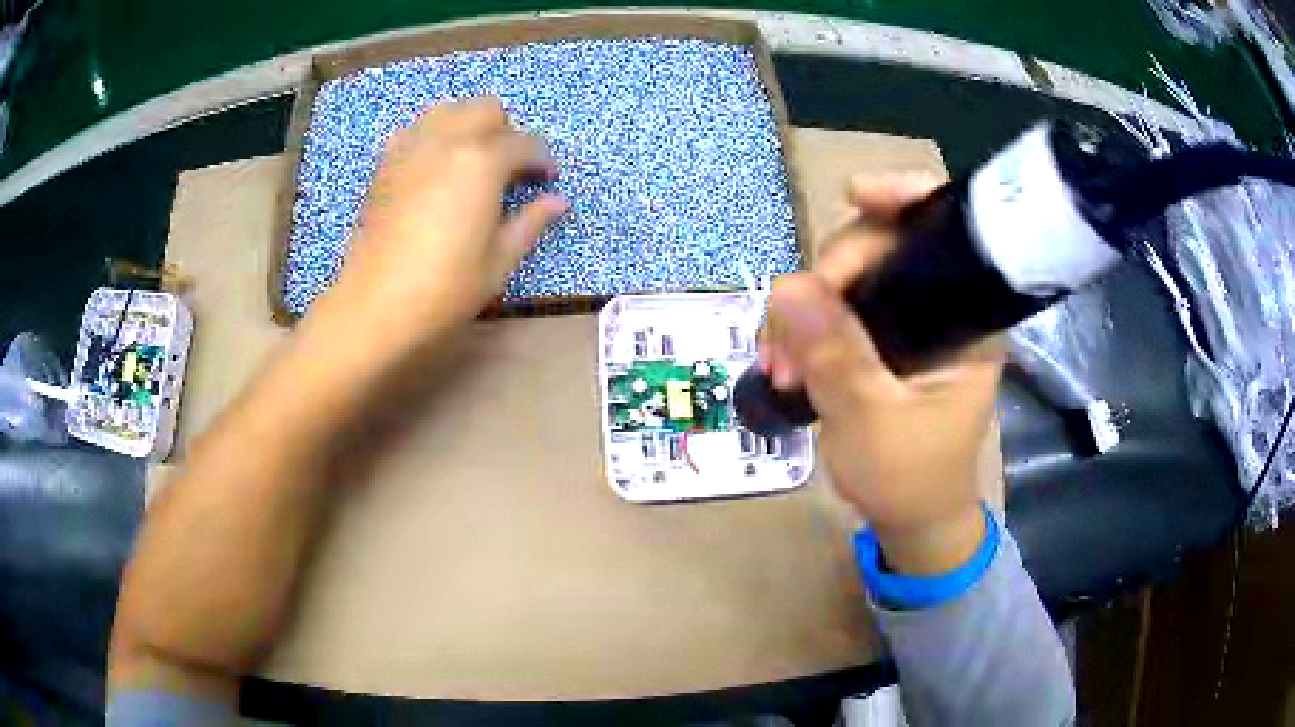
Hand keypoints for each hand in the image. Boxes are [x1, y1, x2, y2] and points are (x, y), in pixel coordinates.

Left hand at [310, 97, 568, 350]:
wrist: (375, 306)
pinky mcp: (385, 164)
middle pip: (485, 109)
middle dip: (505, 131)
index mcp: (482, 161)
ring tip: (471, 162)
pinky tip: (435, 169)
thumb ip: (530, 222)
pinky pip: (415, 130)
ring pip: (448, 110)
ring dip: (467, 126)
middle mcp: (447, 140)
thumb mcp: (498, 260)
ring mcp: (411, 147)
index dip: (542, 161)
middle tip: (508, 169)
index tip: (547, 180)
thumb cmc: (445, 288)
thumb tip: (558, 201)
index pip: (525, 143)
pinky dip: (433, 137)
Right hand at [760, 173, 1004, 574]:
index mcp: (967, 316)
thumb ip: (835, 355)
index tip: (854, 194)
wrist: (910, 521)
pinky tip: (782, 361)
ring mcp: (906, 321)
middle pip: (882, 247)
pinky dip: (802, 328)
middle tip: (785, 336)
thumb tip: (786, 286)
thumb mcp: (873, 421)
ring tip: (777, 364)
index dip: (904, 198)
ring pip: (848, 279)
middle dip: (825, 280)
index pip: (945, 231)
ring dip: (803, 310)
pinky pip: (833, 309)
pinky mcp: (879, 339)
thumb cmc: (910, 478)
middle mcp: (940, 305)